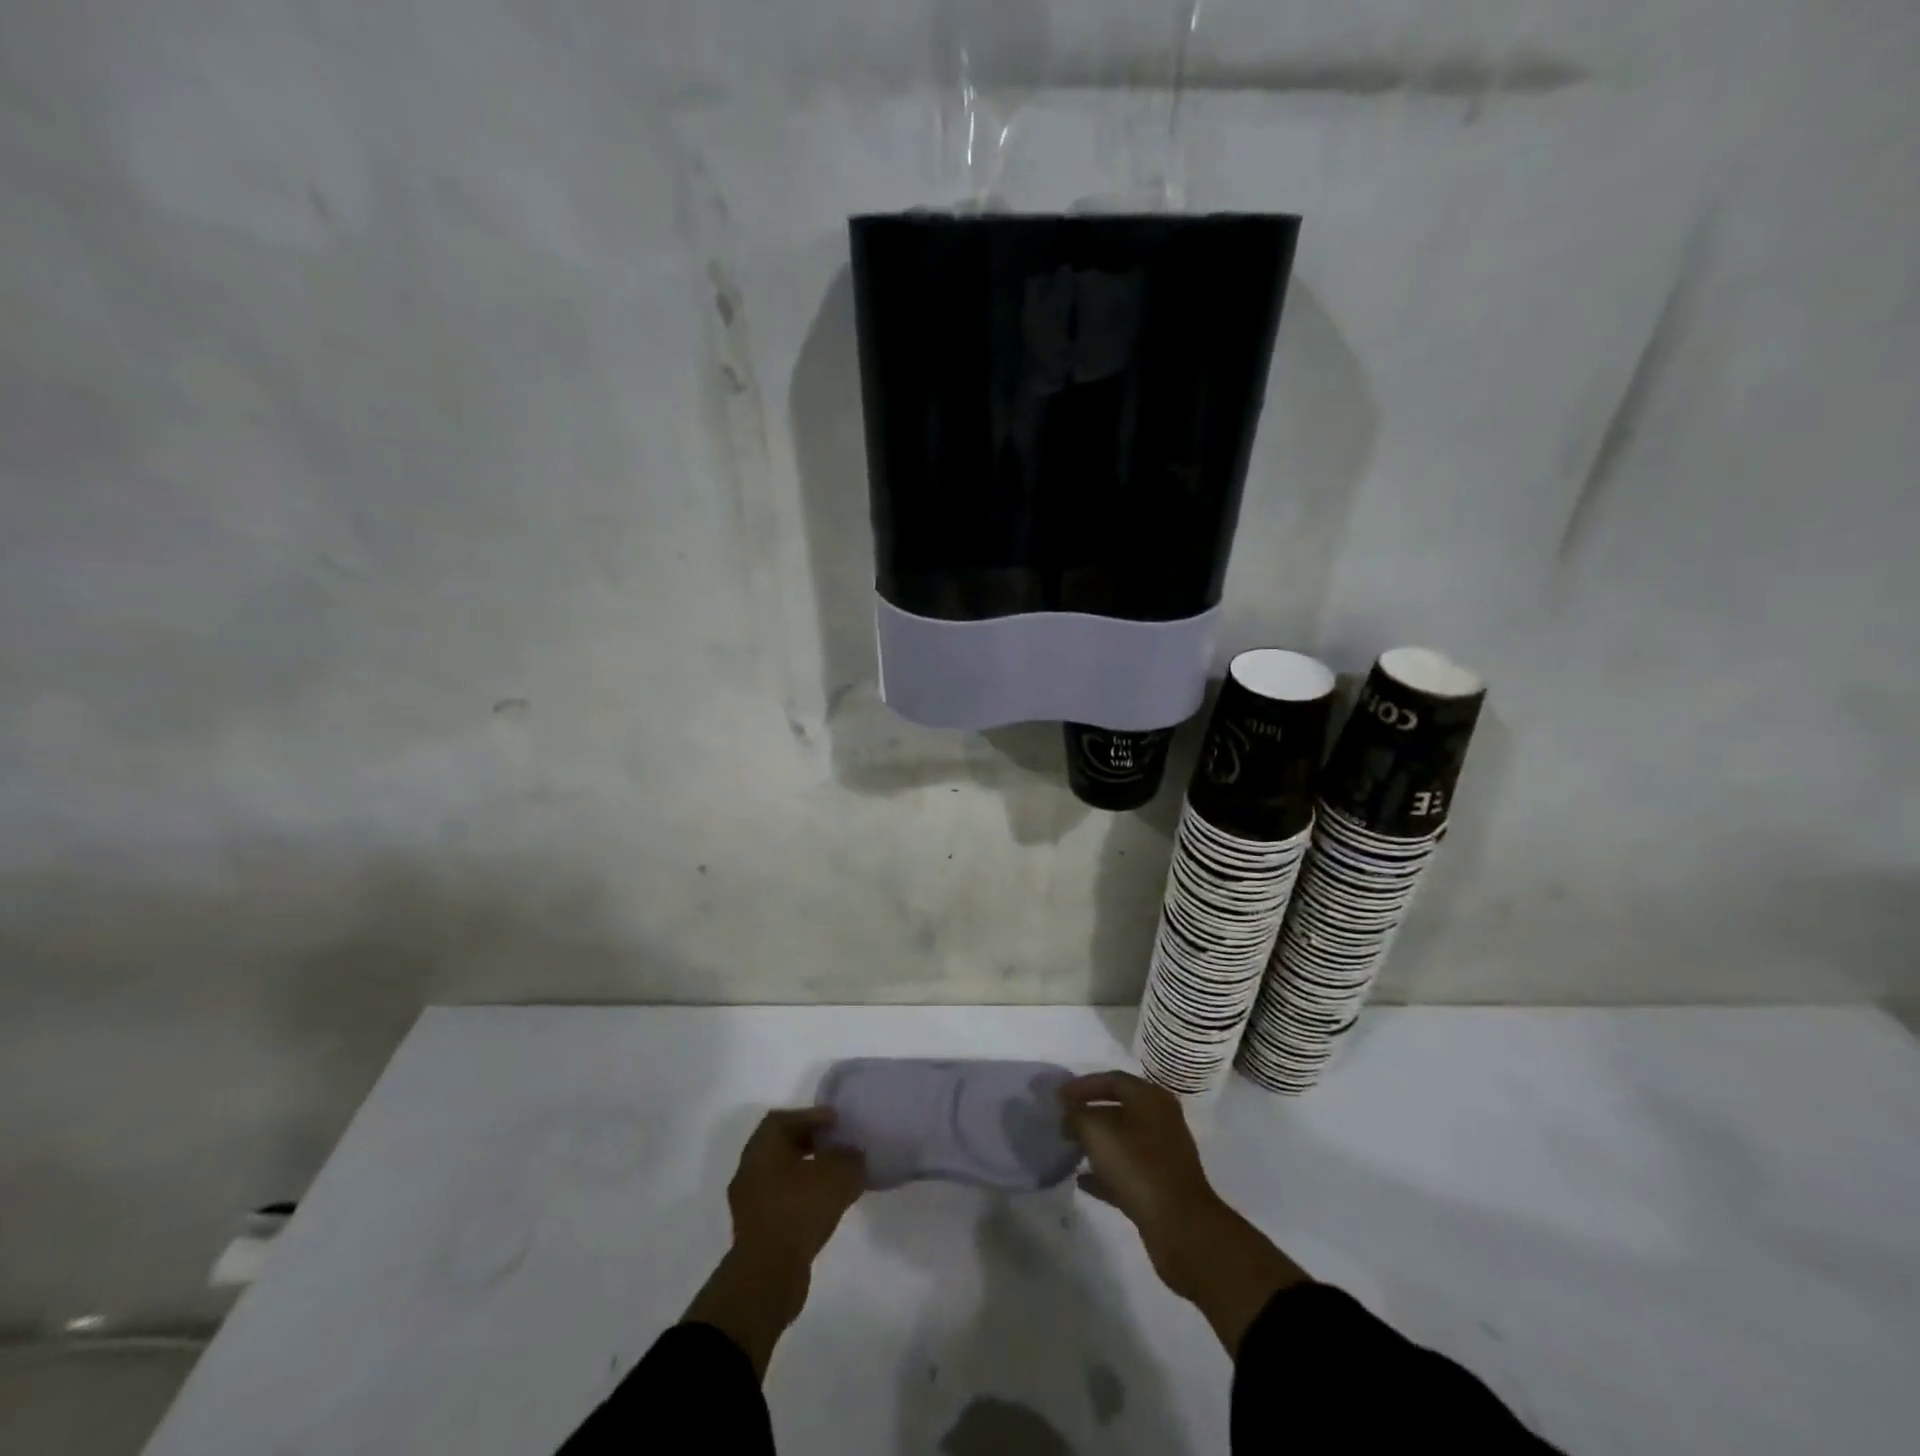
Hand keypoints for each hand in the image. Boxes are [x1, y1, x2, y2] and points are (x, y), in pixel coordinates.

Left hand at [726, 1107, 865, 1272]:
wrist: (768, 1276)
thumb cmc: (799, 1210)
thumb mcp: (838, 1175)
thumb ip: (850, 1158)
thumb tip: (853, 1156)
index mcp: (762, 1148)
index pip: (783, 1119)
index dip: (811, 1116)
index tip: (836, 1122)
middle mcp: (749, 1170)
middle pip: (780, 1146)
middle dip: (809, 1142)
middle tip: (837, 1145)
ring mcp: (749, 1204)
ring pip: (780, 1176)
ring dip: (806, 1172)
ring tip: (835, 1177)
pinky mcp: (755, 1232)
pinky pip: (780, 1202)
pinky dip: (801, 1198)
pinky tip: (824, 1206)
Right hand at [1060, 1071, 1305, 1352]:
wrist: (1181, 1228)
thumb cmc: (1138, 1167)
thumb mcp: (1098, 1133)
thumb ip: (1078, 1117)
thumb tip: (1069, 1116)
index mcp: (1151, 1099)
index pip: (1112, 1079)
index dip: (1082, 1085)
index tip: (1058, 1098)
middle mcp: (1160, 1121)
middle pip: (1118, 1108)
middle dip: (1089, 1114)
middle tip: (1063, 1122)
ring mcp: (1163, 1155)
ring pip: (1122, 1140)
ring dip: (1096, 1143)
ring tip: (1069, 1148)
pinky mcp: (1160, 1186)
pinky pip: (1126, 1170)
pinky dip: (1105, 1172)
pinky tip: (1082, 1181)